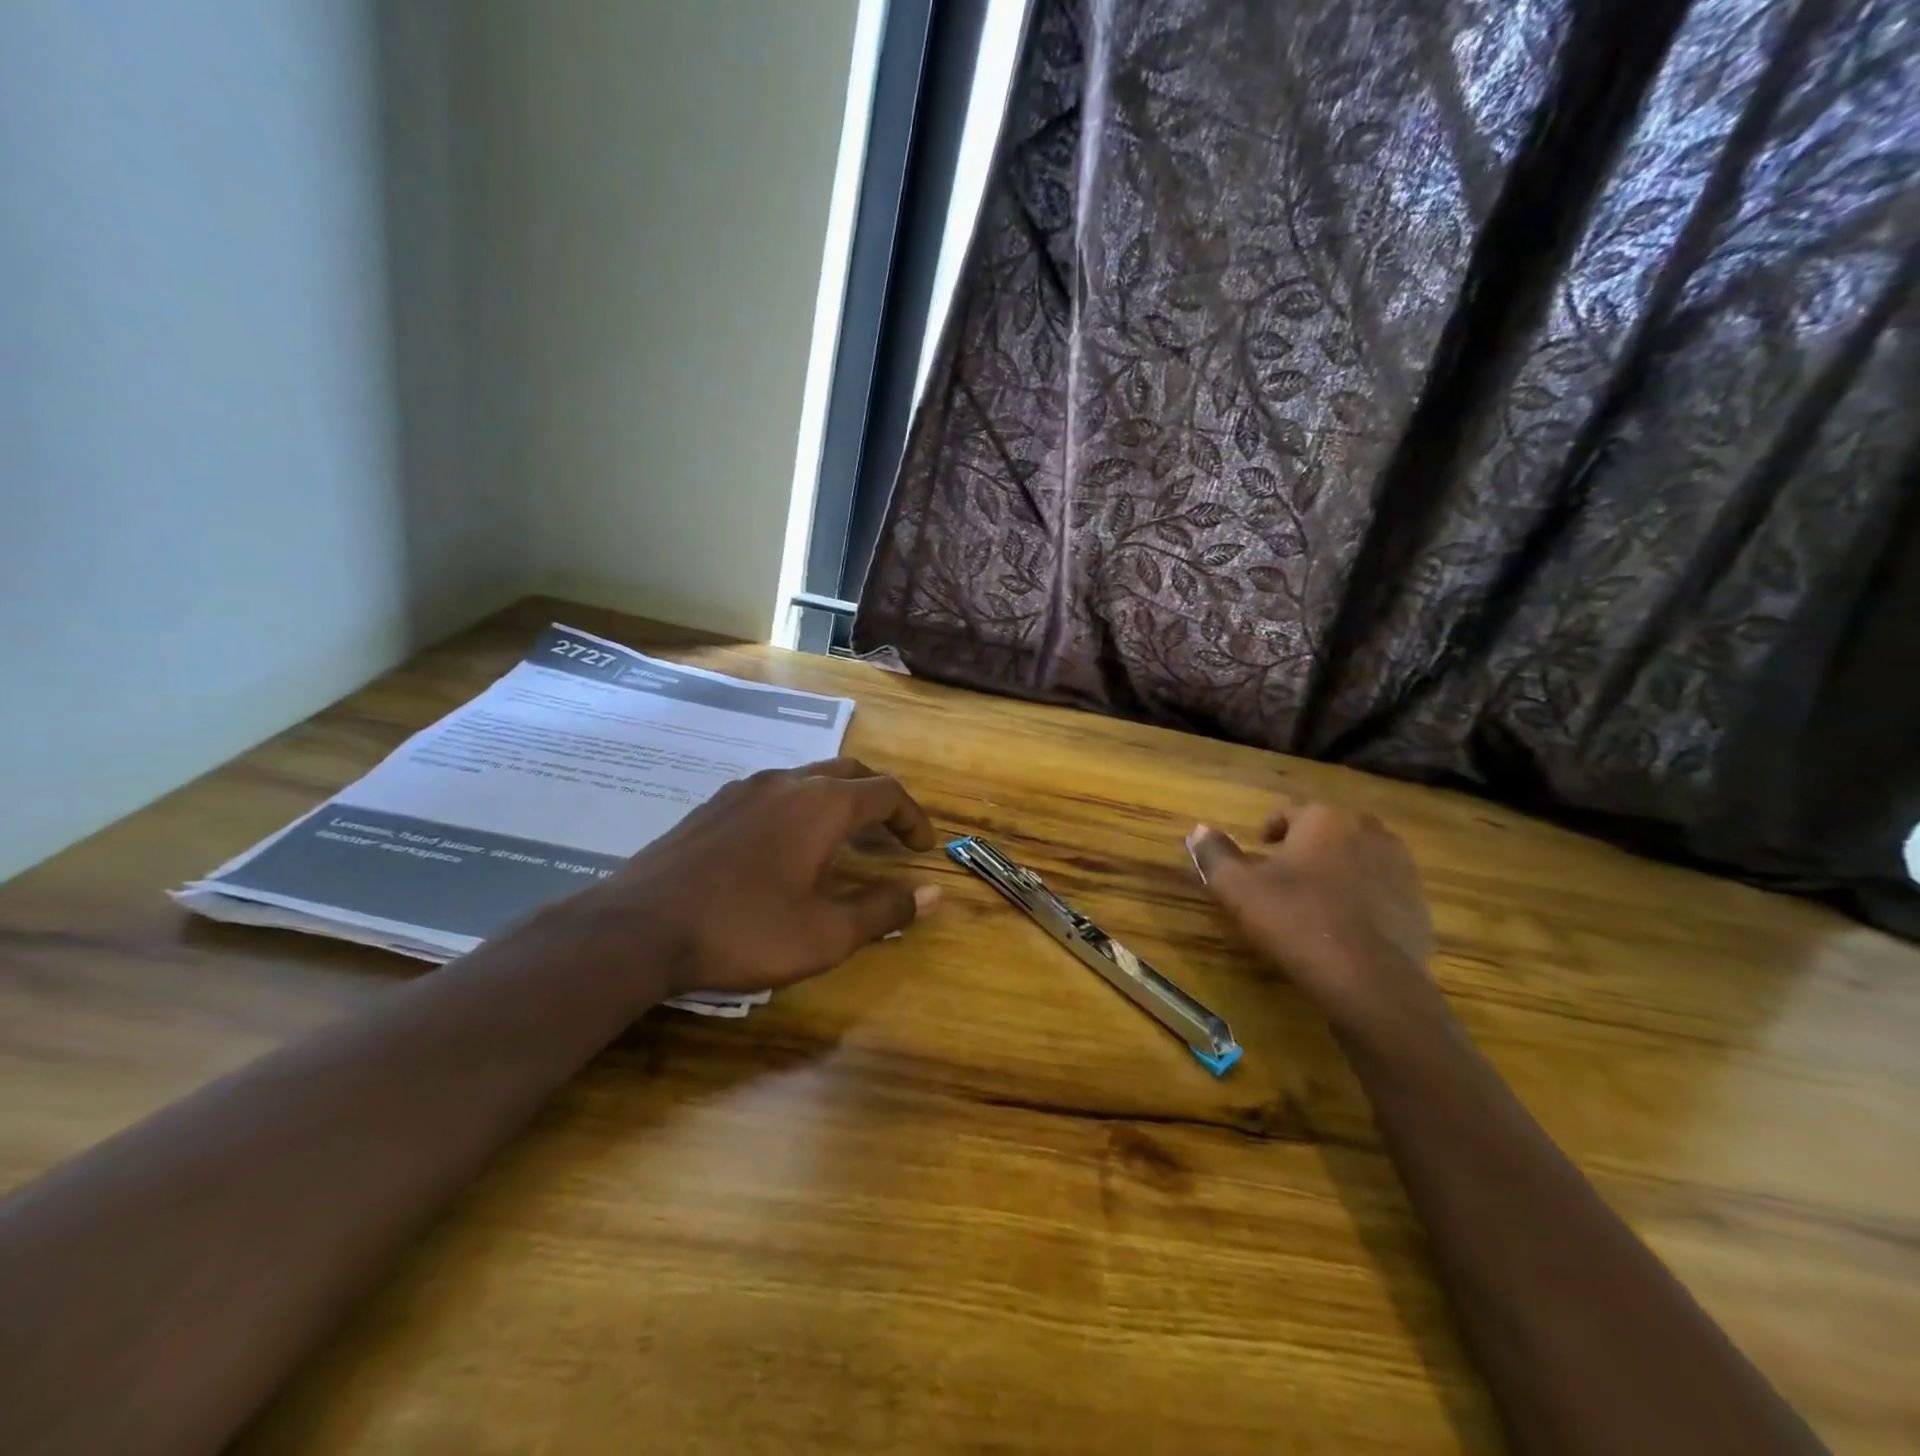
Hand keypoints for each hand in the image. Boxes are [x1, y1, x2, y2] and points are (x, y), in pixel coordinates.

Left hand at [549, 758, 940, 1001]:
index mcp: (823, 805)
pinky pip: (774, 792)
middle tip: (892, 834)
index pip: (887, 793)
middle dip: (880, 799)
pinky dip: (801, 807)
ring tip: (845, 839)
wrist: (636, 928)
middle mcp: (788, 782)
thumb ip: (883, 909)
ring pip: (809, 778)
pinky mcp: (715, 804)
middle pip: (851, 773)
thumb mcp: (825, 934)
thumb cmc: (743, 931)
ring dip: (839, 800)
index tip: (924, 848)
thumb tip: (931, 893)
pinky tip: (787, 845)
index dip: (913, 817)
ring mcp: (746, 788)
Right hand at [1186, 802, 1438, 1034]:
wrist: (1369, 980)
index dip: (1270, 831)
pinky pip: (1383, 887)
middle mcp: (1366, 830)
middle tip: (1286, 877)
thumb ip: (1215, 854)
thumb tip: (1199, 830)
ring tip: (1317, 900)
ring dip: (1339, 868)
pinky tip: (1346, 926)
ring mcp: (1399, 865)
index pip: (1290, 811)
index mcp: (1323, 819)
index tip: (1259, 853)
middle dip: (1308, 846)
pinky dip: (1365, 897)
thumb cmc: (1295, 921)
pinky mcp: (1418, 902)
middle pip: (1329, 830)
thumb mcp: (1237, 888)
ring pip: (1359, 856)